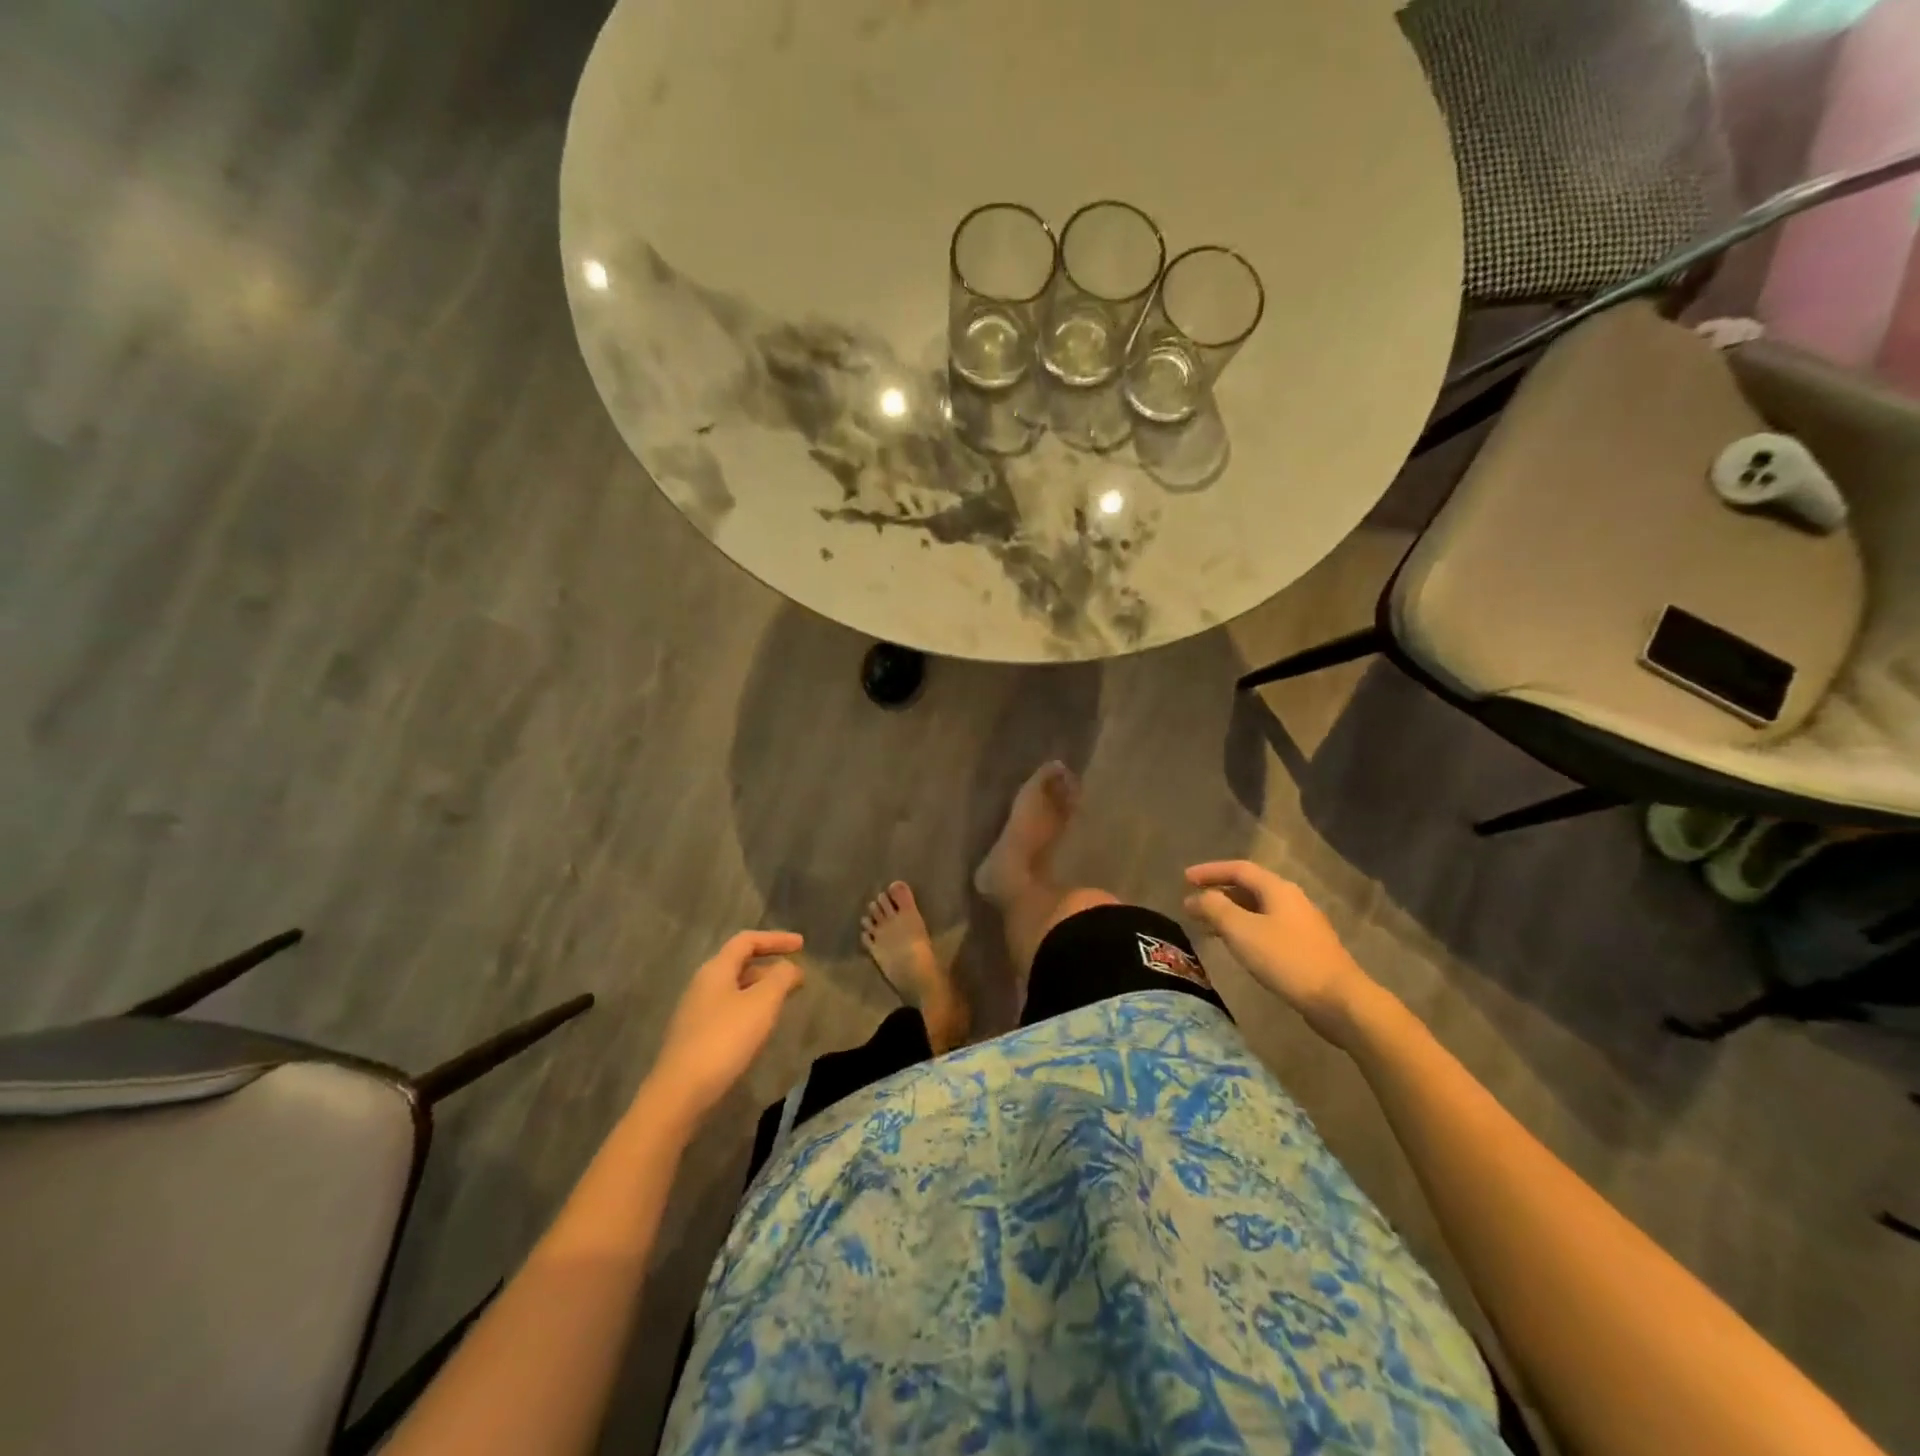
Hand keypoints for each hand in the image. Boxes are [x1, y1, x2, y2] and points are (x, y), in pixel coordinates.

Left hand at [648, 931, 804, 1126]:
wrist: (680, 1093)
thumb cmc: (725, 1039)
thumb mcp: (762, 1003)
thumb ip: (780, 978)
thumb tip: (789, 967)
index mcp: (716, 969)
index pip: (747, 940)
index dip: (776, 939)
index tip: (802, 945)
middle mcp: (702, 984)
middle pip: (739, 964)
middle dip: (770, 967)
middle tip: (797, 978)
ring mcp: (695, 1012)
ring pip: (734, 989)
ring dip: (761, 989)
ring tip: (784, 1001)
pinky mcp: (695, 1037)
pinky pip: (728, 1010)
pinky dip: (750, 1009)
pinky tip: (760, 1027)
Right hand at [1183, 862, 1380, 1046]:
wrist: (1339, 1000)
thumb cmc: (1287, 959)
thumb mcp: (1242, 931)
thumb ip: (1215, 909)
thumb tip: (1196, 897)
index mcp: (1277, 889)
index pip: (1238, 869)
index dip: (1210, 871)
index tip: (1184, 879)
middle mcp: (1291, 900)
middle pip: (1249, 888)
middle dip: (1218, 893)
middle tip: (1193, 905)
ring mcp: (1301, 924)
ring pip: (1257, 909)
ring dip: (1230, 913)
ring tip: (1207, 927)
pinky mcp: (1305, 947)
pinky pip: (1267, 927)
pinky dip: (1245, 929)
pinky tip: (1237, 946)